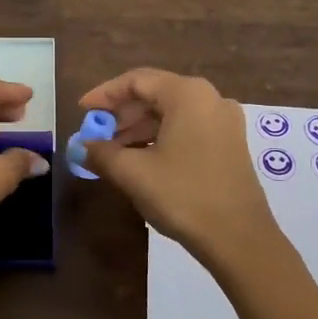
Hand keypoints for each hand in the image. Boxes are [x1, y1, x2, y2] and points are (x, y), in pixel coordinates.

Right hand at [79, 67, 317, 318]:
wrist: (238, 238)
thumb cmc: (183, 196)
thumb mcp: (133, 173)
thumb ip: (101, 153)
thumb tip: (79, 147)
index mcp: (187, 94)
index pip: (137, 80)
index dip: (105, 94)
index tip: (82, 111)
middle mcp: (210, 98)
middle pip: (156, 94)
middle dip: (121, 114)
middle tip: (96, 136)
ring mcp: (224, 122)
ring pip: (172, 114)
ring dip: (139, 129)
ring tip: (113, 154)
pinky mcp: (230, 145)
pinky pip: (188, 129)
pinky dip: (161, 139)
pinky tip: (142, 161)